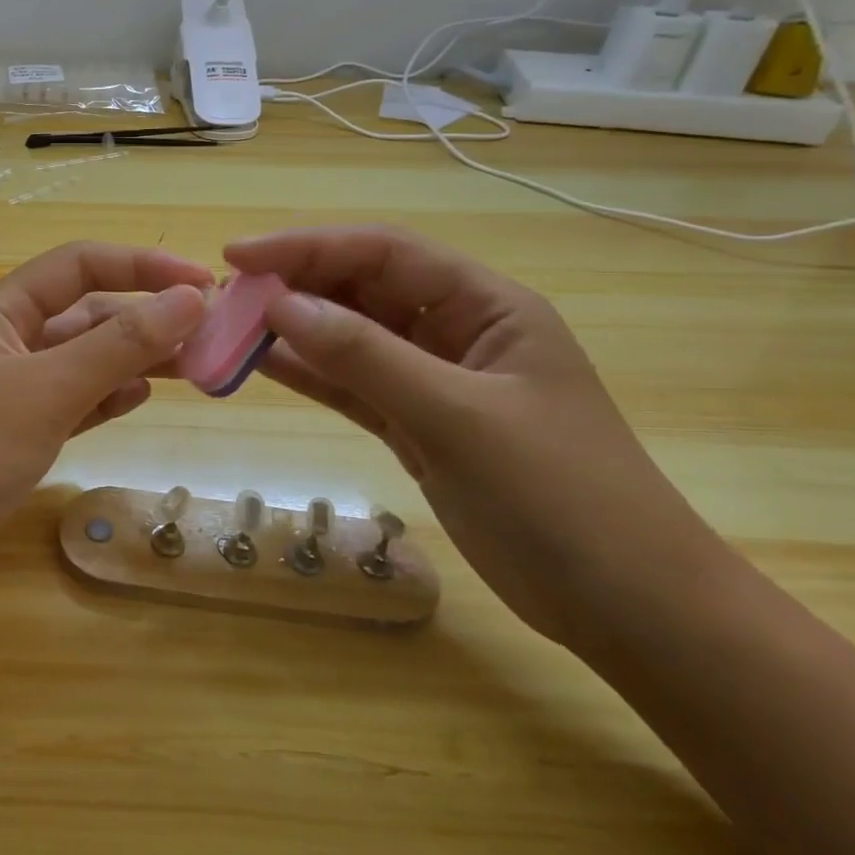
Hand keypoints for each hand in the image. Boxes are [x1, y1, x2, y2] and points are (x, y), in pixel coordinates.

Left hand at [0, 242, 210, 570]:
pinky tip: (139, 397)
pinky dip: (105, 396)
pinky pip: (70, 403)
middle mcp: (1, 344)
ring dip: (132, 358)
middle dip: (144, 317)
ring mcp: (5, 395)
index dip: (141, 266)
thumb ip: (119, 344)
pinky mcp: (11, 440)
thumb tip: (189, 298)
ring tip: (194, 366)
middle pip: (83, 313)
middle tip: (212, 335)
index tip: (204, 283)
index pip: (78, 266)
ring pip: (81, 361)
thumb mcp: (47, 389)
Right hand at [226, 226, 729, 647]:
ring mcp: (434, 380)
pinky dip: (310, 374)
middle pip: (362, 288)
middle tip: (226, 296)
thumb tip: (280, 305)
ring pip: (350, 337)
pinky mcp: (416, 424)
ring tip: (229, 327)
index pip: (384, 252)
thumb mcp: (458, 416)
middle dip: (295, 284)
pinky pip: (352, 385)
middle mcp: (457, 331)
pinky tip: (262, 365)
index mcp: (486, 306)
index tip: (239, 255)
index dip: (308, 245)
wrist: (628, 609)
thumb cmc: (561, 497)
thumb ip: (365, 356)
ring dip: (294, 329)